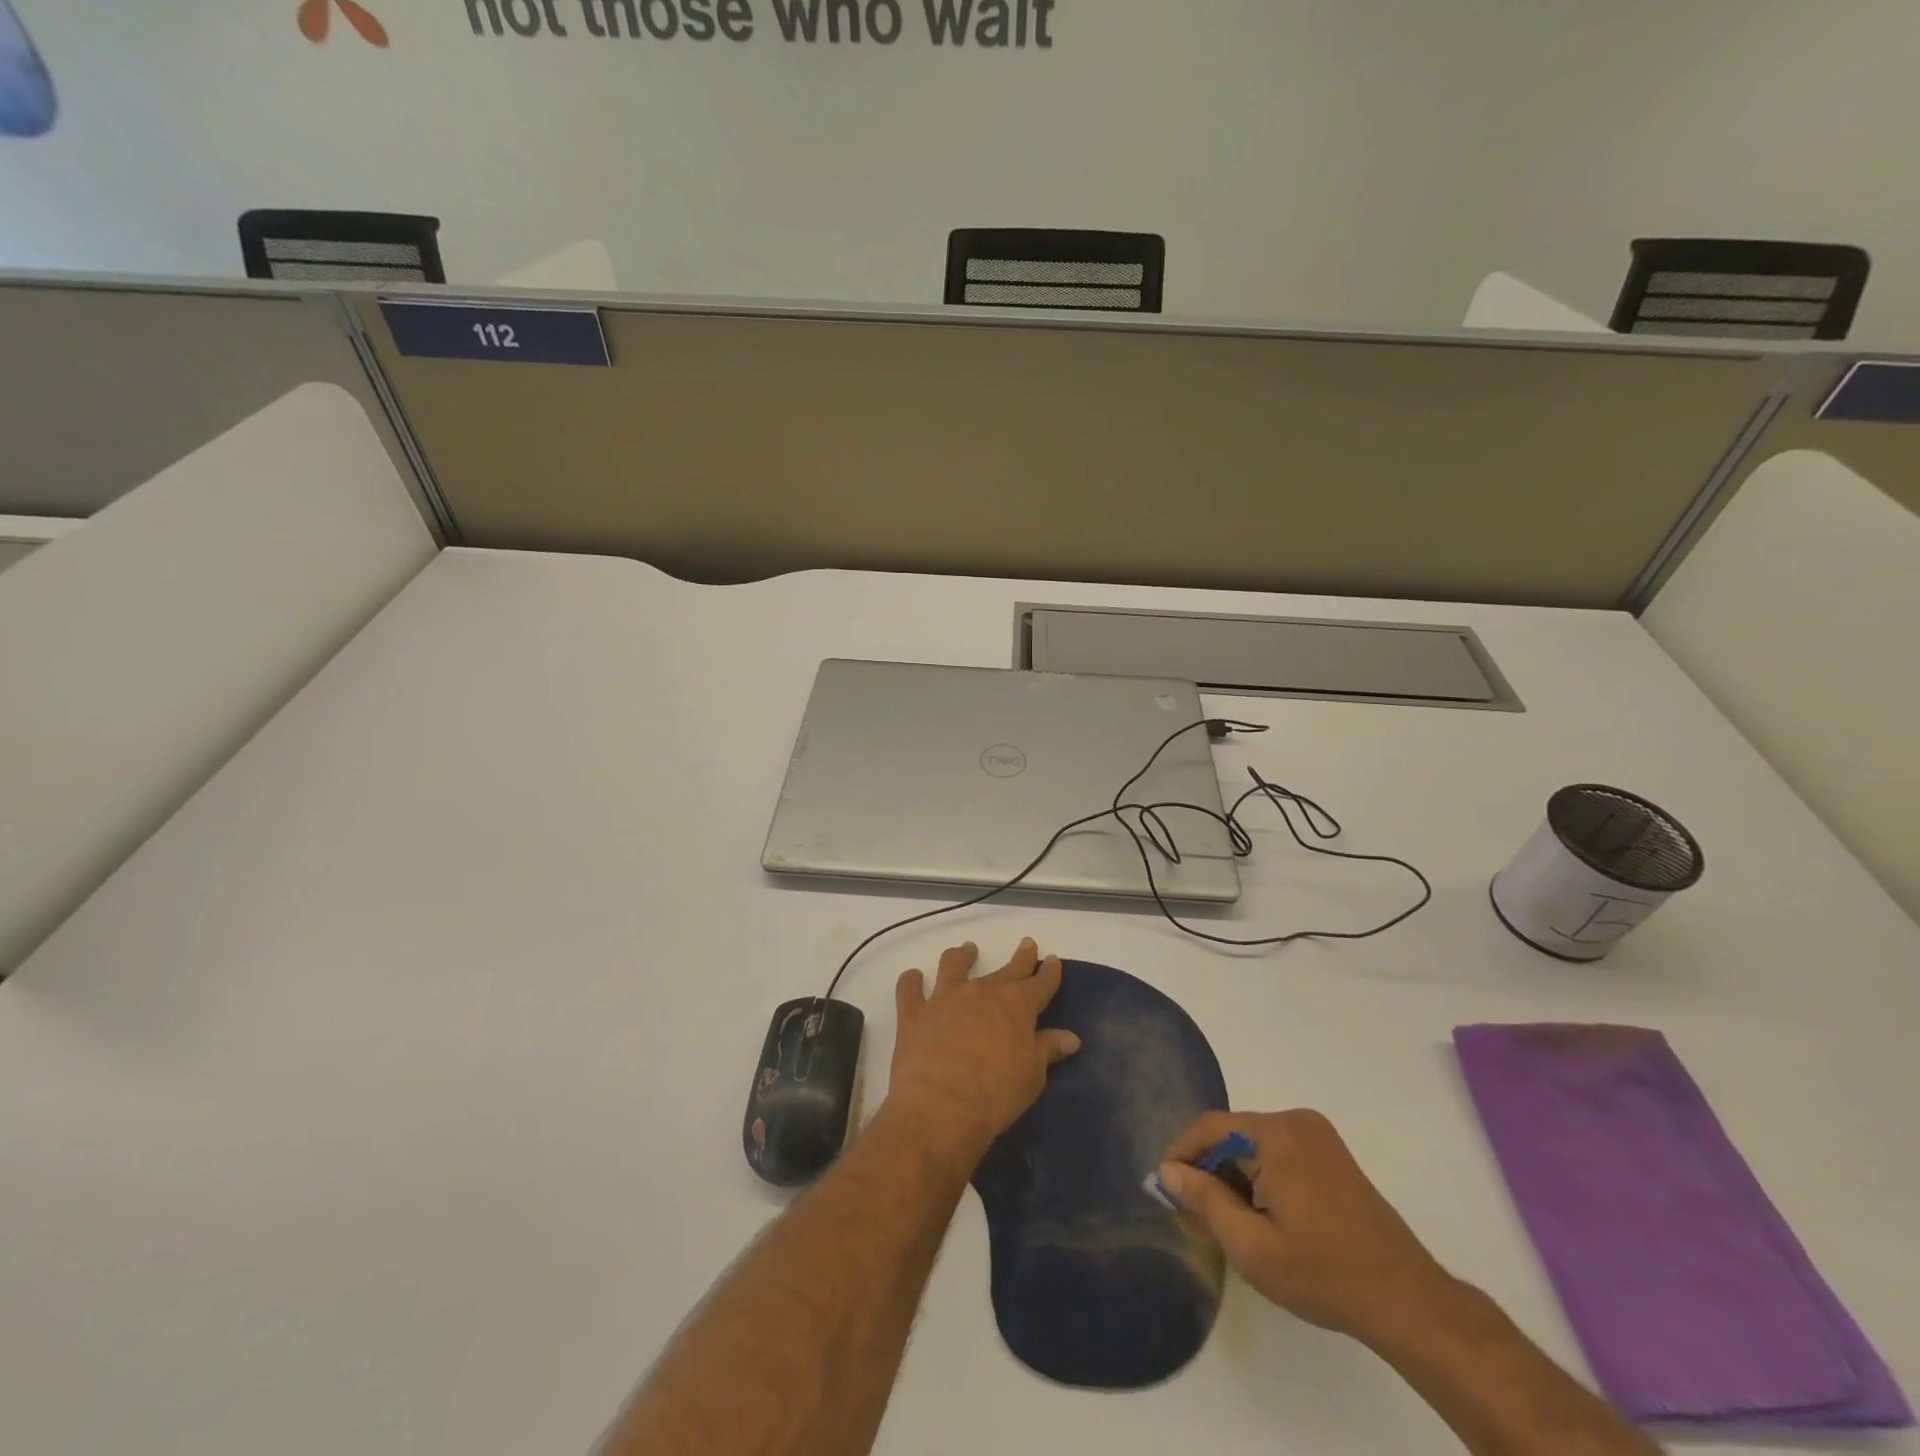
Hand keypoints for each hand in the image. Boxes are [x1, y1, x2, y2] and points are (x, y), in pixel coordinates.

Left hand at [885, 939, 1080, 1169]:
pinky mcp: (914, 1013)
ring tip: (966, 950)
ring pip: (954, 965)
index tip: (1052, 959)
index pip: (1039, 982)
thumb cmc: (996, 1095)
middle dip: (1020, 957)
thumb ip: (1048, 1049)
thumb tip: (1071, 1037)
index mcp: (1016, 1005)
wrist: (941, 1108)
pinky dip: (911, 981)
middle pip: (1006, 969)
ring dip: (962, 956)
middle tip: (1026, 944)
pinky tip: (912, 977)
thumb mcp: (1032, 1076)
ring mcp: (945, 998)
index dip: (1049, 971)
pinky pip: (909, 989)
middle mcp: (982, 992)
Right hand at [1158, 1109, 1458, 1349]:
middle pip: (1233, 1133)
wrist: (1407, 1301)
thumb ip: (1205, 1201)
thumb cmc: (1323, 1273)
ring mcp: (1318, 1135)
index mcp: (1276, 1134)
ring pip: (1255, 1143)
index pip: (1211, 1128)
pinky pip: (1279, 1150)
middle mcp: (1296, 1121)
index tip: (1168, 1188)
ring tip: (1232, 1219)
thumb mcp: (1251, 1247)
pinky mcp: (1332, 1153)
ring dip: (1237, 1173)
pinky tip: (1266, 1214)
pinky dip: (1262, 1174)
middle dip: (1211, 1167)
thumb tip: (1168, 1170)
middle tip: (1199, 1211)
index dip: (1183, 1155)